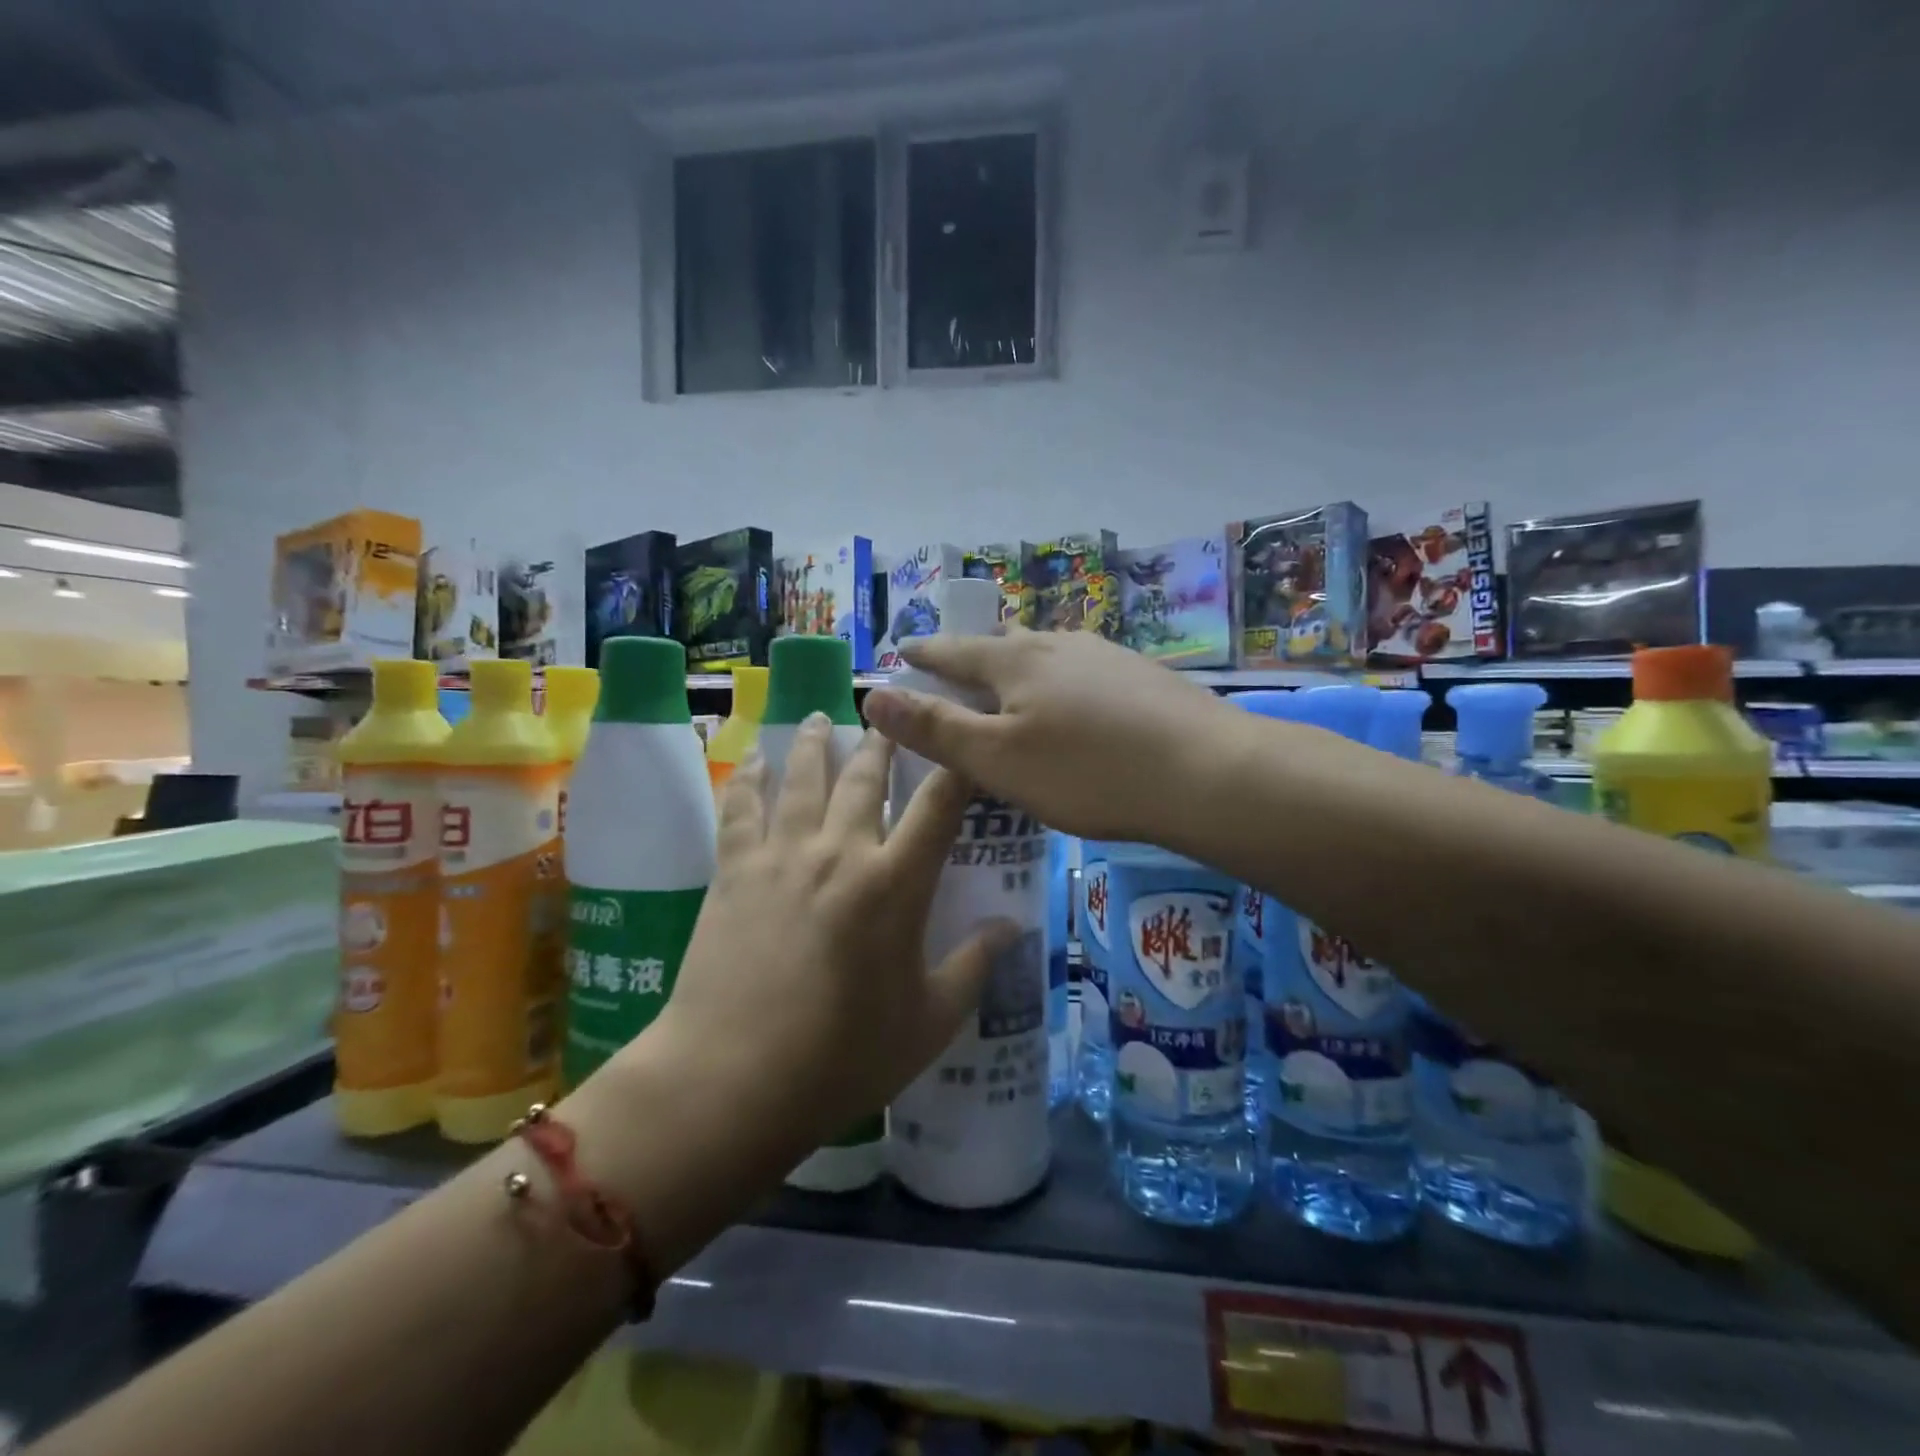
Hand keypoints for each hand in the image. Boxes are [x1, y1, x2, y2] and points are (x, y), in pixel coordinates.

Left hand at [648, 716, 1015, 1159]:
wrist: (731, 1082)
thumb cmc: (843, 1059)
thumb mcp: (929, 1022)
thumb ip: (974, 966)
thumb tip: (1011, 926)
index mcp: (895, 884)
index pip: (939, 805)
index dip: (958, 765)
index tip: (966, 740)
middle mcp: (841, 852)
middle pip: (865, 777)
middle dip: (884, 739)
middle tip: (890, 712)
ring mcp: (782, 856)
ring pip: (803, 777)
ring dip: (816, 742)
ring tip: (823, 716)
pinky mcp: (734, 871)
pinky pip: (741, 808)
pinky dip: (748, 777)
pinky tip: (751, 759)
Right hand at [863, 628, 1230, 841]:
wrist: (1206, 772)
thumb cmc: (1088, 772)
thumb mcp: (998, 759)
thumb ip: (935, 728)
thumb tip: (872, 695)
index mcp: (1015, 661)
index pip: (954, 651)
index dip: (924, 653)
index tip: (903, 648)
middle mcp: (1058, 644)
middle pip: (1003, 643)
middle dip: (974, 655)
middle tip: (957, 671)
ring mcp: (1106, 655)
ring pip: (1048, 652)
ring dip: (1022, 665)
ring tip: (1015, 685)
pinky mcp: (1142, 675)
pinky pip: (1084, 670)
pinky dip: (1062, 681)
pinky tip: (1078, 703)